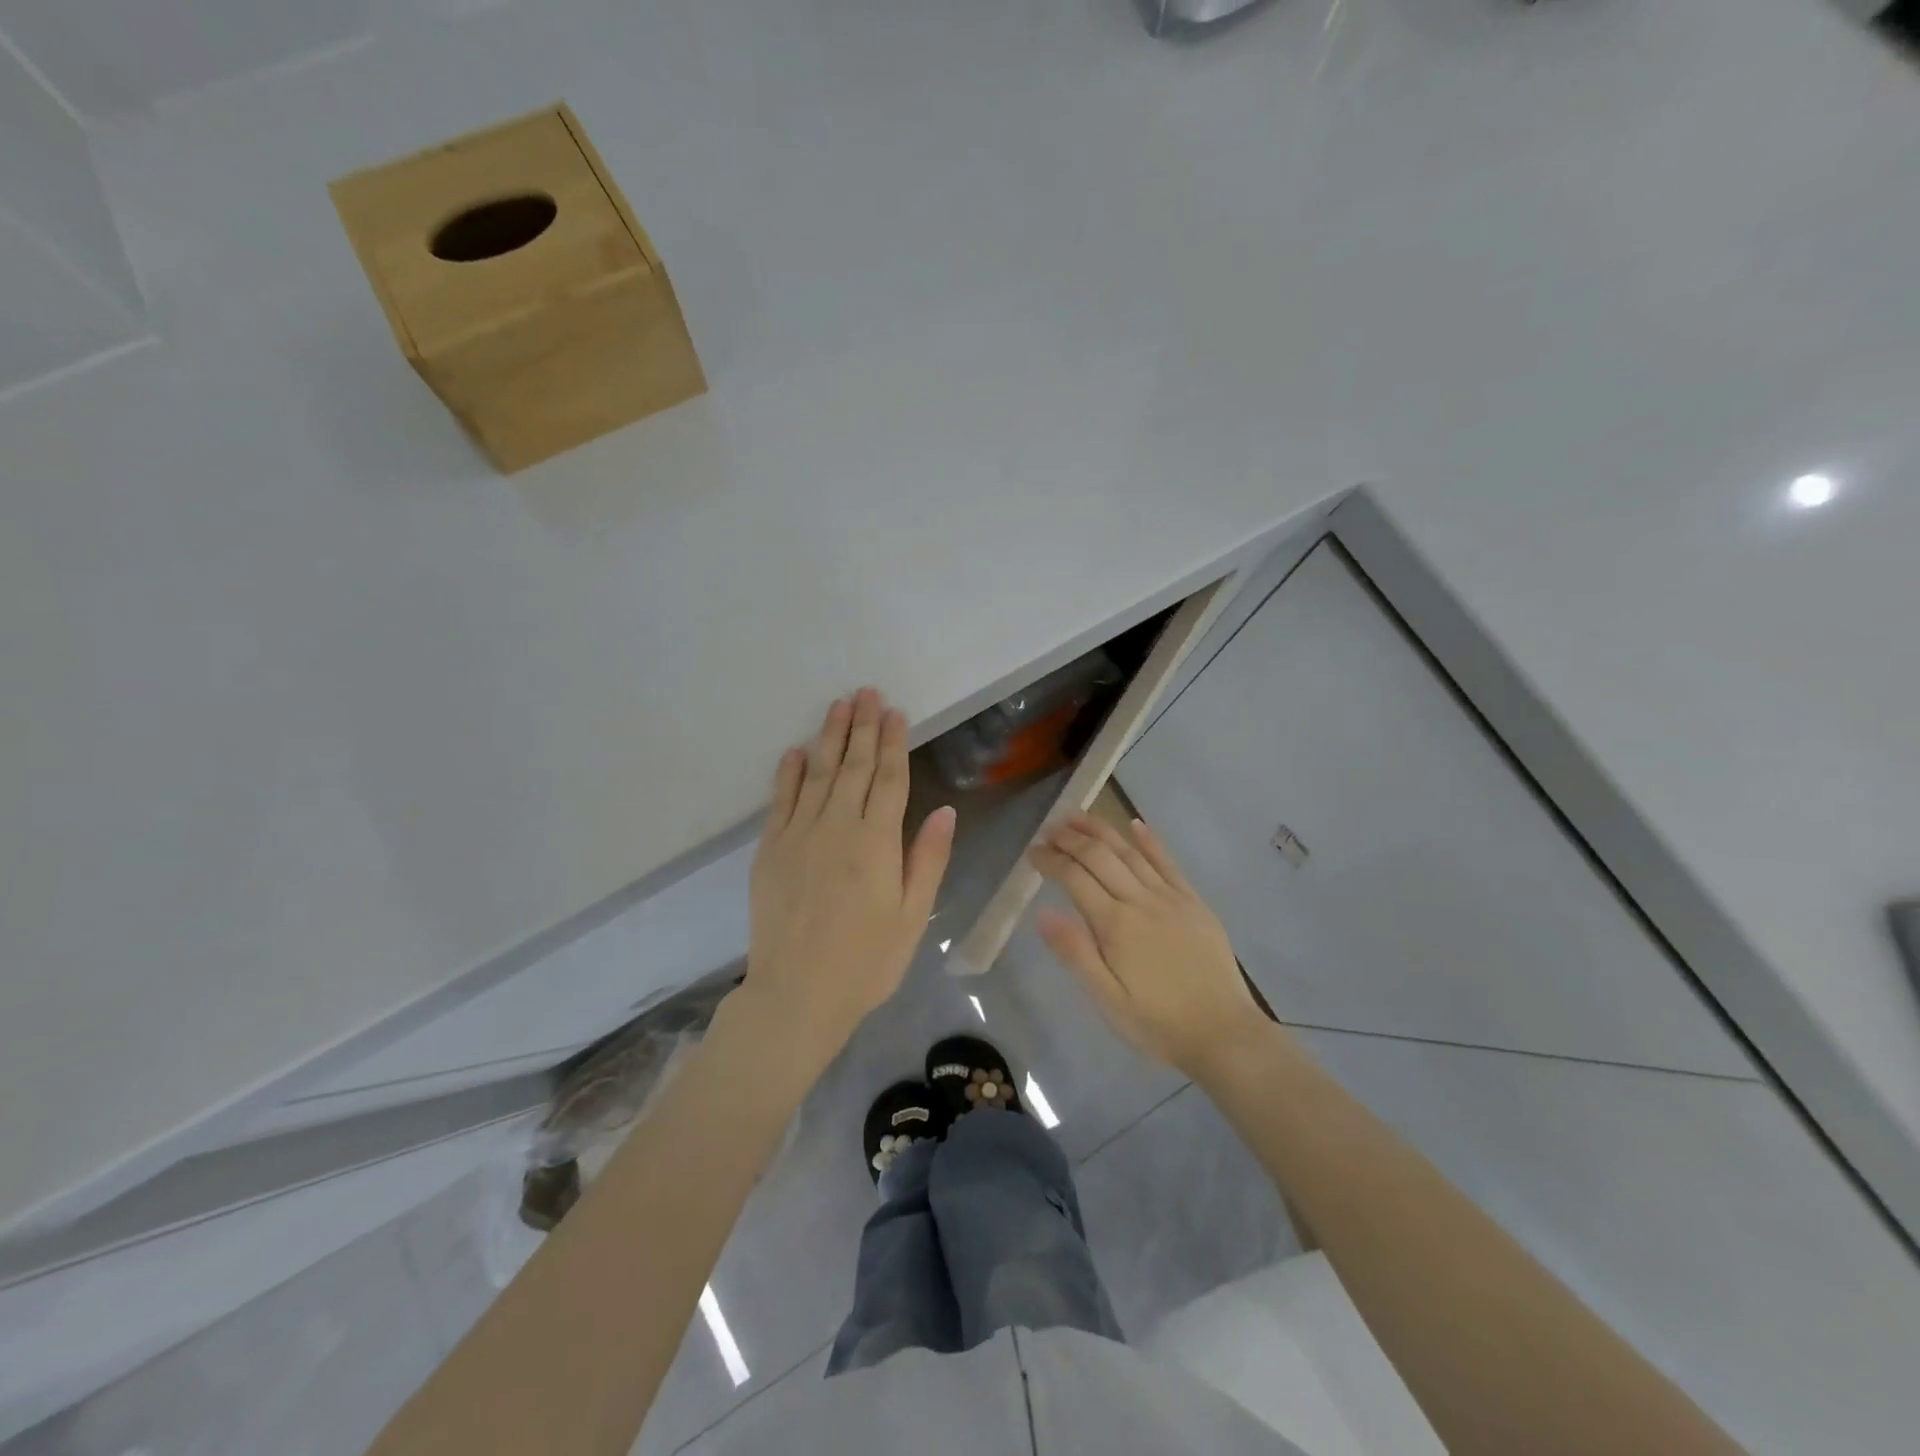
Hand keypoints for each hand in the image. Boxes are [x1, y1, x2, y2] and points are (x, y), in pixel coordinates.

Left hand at [741, 688, 955, 1060]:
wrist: (797, 994)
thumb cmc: (866, 962)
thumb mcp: (912, 917)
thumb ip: (927, 860)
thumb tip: (944, 810)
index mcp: (877, 843)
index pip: (889, 779)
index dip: (894, 743)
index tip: (895, 712)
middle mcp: (838, 827)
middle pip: (853, 766)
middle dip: (862, 726)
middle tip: (866, 692)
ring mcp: (799, 835)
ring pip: (817, 773)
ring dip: (828, 737)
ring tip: (838, 705)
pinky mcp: (770, 849)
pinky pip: (780, 800)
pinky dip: (788, 772)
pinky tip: (795, 751)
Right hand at [1031, 811, 1266, 1077]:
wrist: (1224, 1034)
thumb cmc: (1157, 1024)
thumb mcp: (1108, 1000)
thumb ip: (1075, 953)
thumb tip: (1042, 913)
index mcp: (1115, 925)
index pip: (1074, 878)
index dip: (1051, 860)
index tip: (1032, 851)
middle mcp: (1141, 901)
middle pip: (1100, 857)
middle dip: (1071, 838)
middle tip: (1049, 828)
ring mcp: (1171, 898)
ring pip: (1130, 852)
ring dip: (1102, 830)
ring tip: (1078, 816)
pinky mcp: (1194, 902)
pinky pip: (1168, 863)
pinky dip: (1149, 841)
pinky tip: (1135, 824)